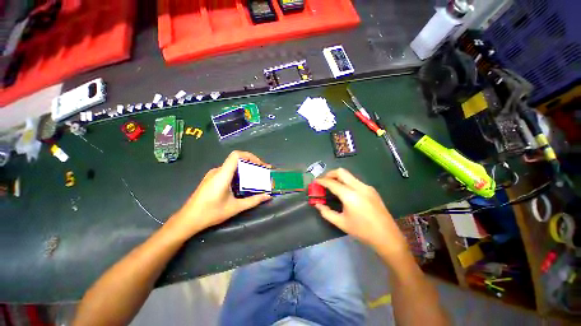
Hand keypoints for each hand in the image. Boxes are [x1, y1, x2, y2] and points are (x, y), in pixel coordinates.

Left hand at [166, 151, 270, 239]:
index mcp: (222, 175)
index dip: (250, 156)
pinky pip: (227, 172)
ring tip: (255, 179)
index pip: (236, 155)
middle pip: (236, 160)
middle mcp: (217, 171)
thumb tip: (268, 196)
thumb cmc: (210, 213)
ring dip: (245, 170)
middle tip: (262, 173)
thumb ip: (253, 201)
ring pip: (232, 166)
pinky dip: (238, 174)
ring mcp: (213, 174)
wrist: (188, 220)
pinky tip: (242, 185)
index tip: (260, 165)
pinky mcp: (211, 179)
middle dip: (251, 164)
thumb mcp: (235, 208)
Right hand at [314, 168, 407, 259]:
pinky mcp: (371, 189)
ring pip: (349, 175)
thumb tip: (317, 204)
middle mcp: (359, 187)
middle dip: (330, 174)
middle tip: (323, 181)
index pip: (332, 183)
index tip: (315, 181)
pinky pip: (355, 180)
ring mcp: (367, 187)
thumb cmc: (362, 231)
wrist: (387, 236)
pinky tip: (345, 191)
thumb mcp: (341, 223)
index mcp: (350, 196)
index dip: (322, 181)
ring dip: (338, 177)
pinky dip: (346, 182)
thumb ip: (326, 212)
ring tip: (332, 185)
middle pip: (341, 172)